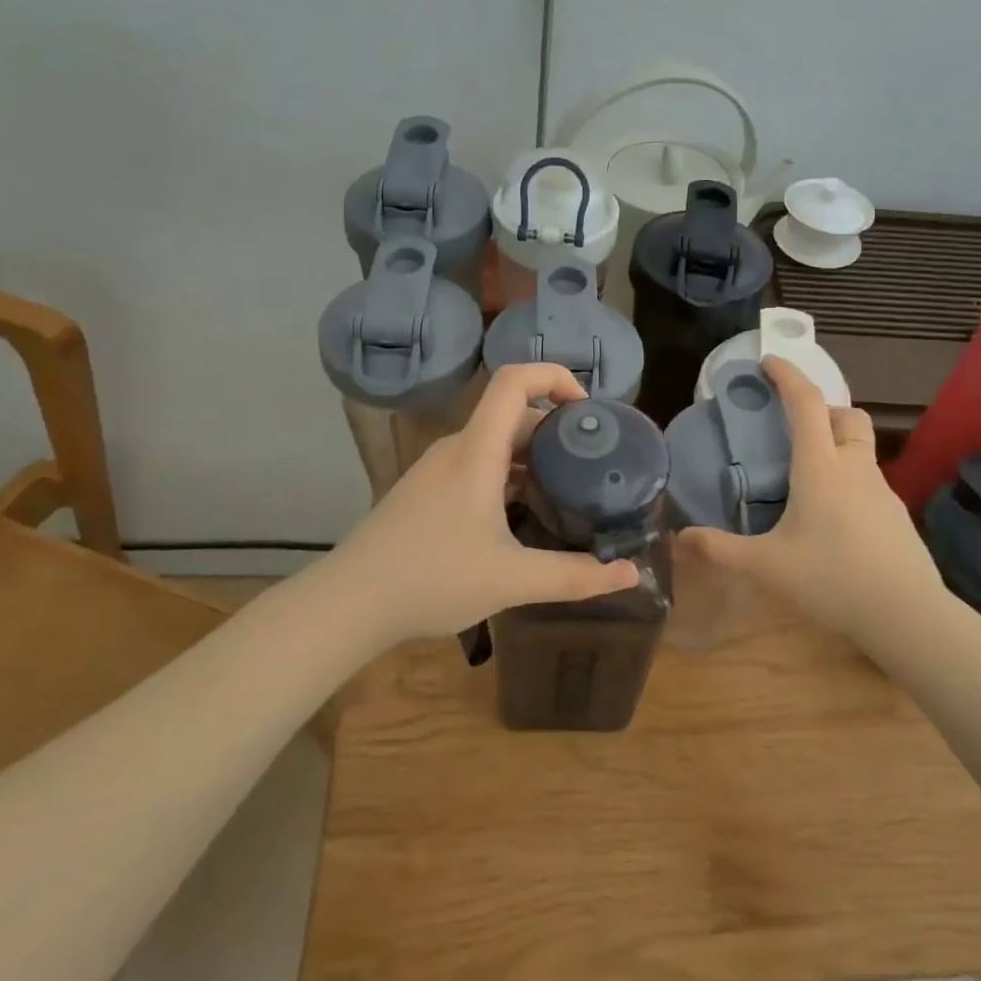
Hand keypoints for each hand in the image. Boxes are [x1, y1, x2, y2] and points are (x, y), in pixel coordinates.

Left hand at [322, 363, 640, 642]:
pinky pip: (476, 466)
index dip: (555, 377)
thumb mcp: (513, 580)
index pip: (514, 381)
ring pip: (493, 444)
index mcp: (476, 451)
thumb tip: (630, 574)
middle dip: (555, 430)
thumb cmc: (432, 578)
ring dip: (531, 457)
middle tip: (590, 464)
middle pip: (510, 415)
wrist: (349, 603)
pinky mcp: (425, 492)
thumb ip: (575, 577)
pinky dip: (507, 476)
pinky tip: (522, 517)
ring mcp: (436, 470)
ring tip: (566, 490)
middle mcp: (455, 449)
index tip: (588, 412)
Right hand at [675, 357, 950, 647]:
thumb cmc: (831, 580)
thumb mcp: (766, 567)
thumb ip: (720, 550)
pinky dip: (849, 478)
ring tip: (808, 474)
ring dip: (837, 443)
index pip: (806, 404)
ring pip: (861, 447)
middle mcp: (854, 469)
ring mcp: (882, 491)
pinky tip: (833, 516)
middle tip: (793, 425)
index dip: (787, 376)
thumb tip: (680, 538)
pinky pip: (869, 480)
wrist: (907, 615)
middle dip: (821, 408)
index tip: (768, 361)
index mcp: (821, 468)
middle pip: (846, 415)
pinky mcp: (896, 515)